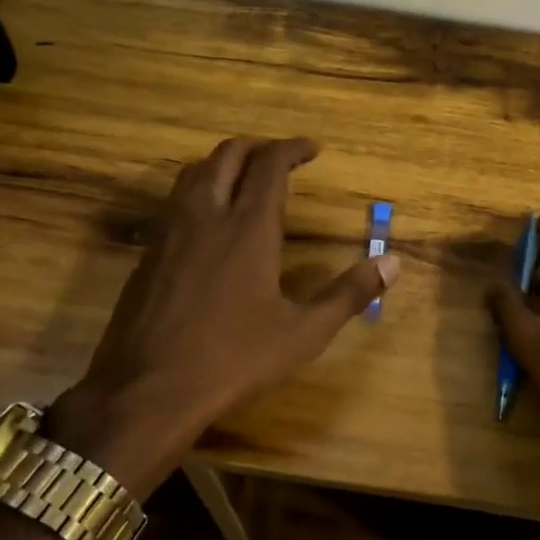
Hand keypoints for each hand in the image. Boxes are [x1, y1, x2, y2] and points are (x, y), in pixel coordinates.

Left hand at [46, 137, 398, 492]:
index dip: (292, 148)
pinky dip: (199, 190)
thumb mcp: (304, 333)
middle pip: (228, 155)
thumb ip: (349, 293)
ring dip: (223, 163)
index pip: (270, 164)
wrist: (146, 392)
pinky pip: (174, 201)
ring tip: (245, 178)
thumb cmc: (233, 360)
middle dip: (257, 146)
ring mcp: (170, 232)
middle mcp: (207, 216)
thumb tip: (393, 262)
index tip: (312, 149)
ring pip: (194, 172)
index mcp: (248, 228)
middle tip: (280, 157)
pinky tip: (208, 222)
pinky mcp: (147, 253)